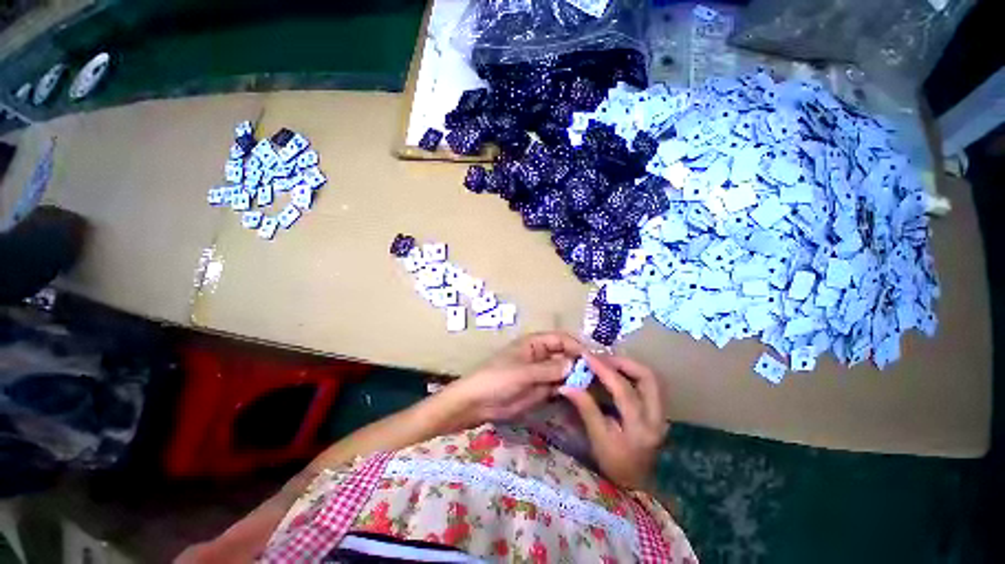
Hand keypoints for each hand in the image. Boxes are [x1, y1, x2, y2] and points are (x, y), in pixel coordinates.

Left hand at [443, 332, 583, 425]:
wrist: (479, 403)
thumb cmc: (497, 378)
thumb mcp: (523, 372)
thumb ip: (548, 369)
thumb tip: (574, 364)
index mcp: (534, 343)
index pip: (560, 339)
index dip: (576, 346)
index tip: (592, 358)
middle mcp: (541, 355)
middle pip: (565, 354)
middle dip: (580, 361)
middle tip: (598, 374)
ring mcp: (542, 373)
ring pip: (564, 371)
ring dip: (577, 376)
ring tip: (595, 385)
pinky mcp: (541, 389)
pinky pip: (559, 386)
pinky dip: (569, 388)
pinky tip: (581, 394)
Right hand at [559, 353, 668, 489]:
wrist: (635, 484)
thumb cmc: (614, 465)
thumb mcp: (597, 438)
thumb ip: (586, 408)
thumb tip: (566, 385)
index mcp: (640, 427)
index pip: (623, 389)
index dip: (604, 369)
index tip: (587, 356)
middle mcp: (657, 417)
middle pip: (648, 377)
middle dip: (624, 362)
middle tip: (602, 358)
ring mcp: (661, 414)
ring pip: (650, 378)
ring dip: (629, 366)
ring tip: (607, 363)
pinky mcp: (658, 411)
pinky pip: (648, 384)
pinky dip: (632, 374)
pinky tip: (616, 373)